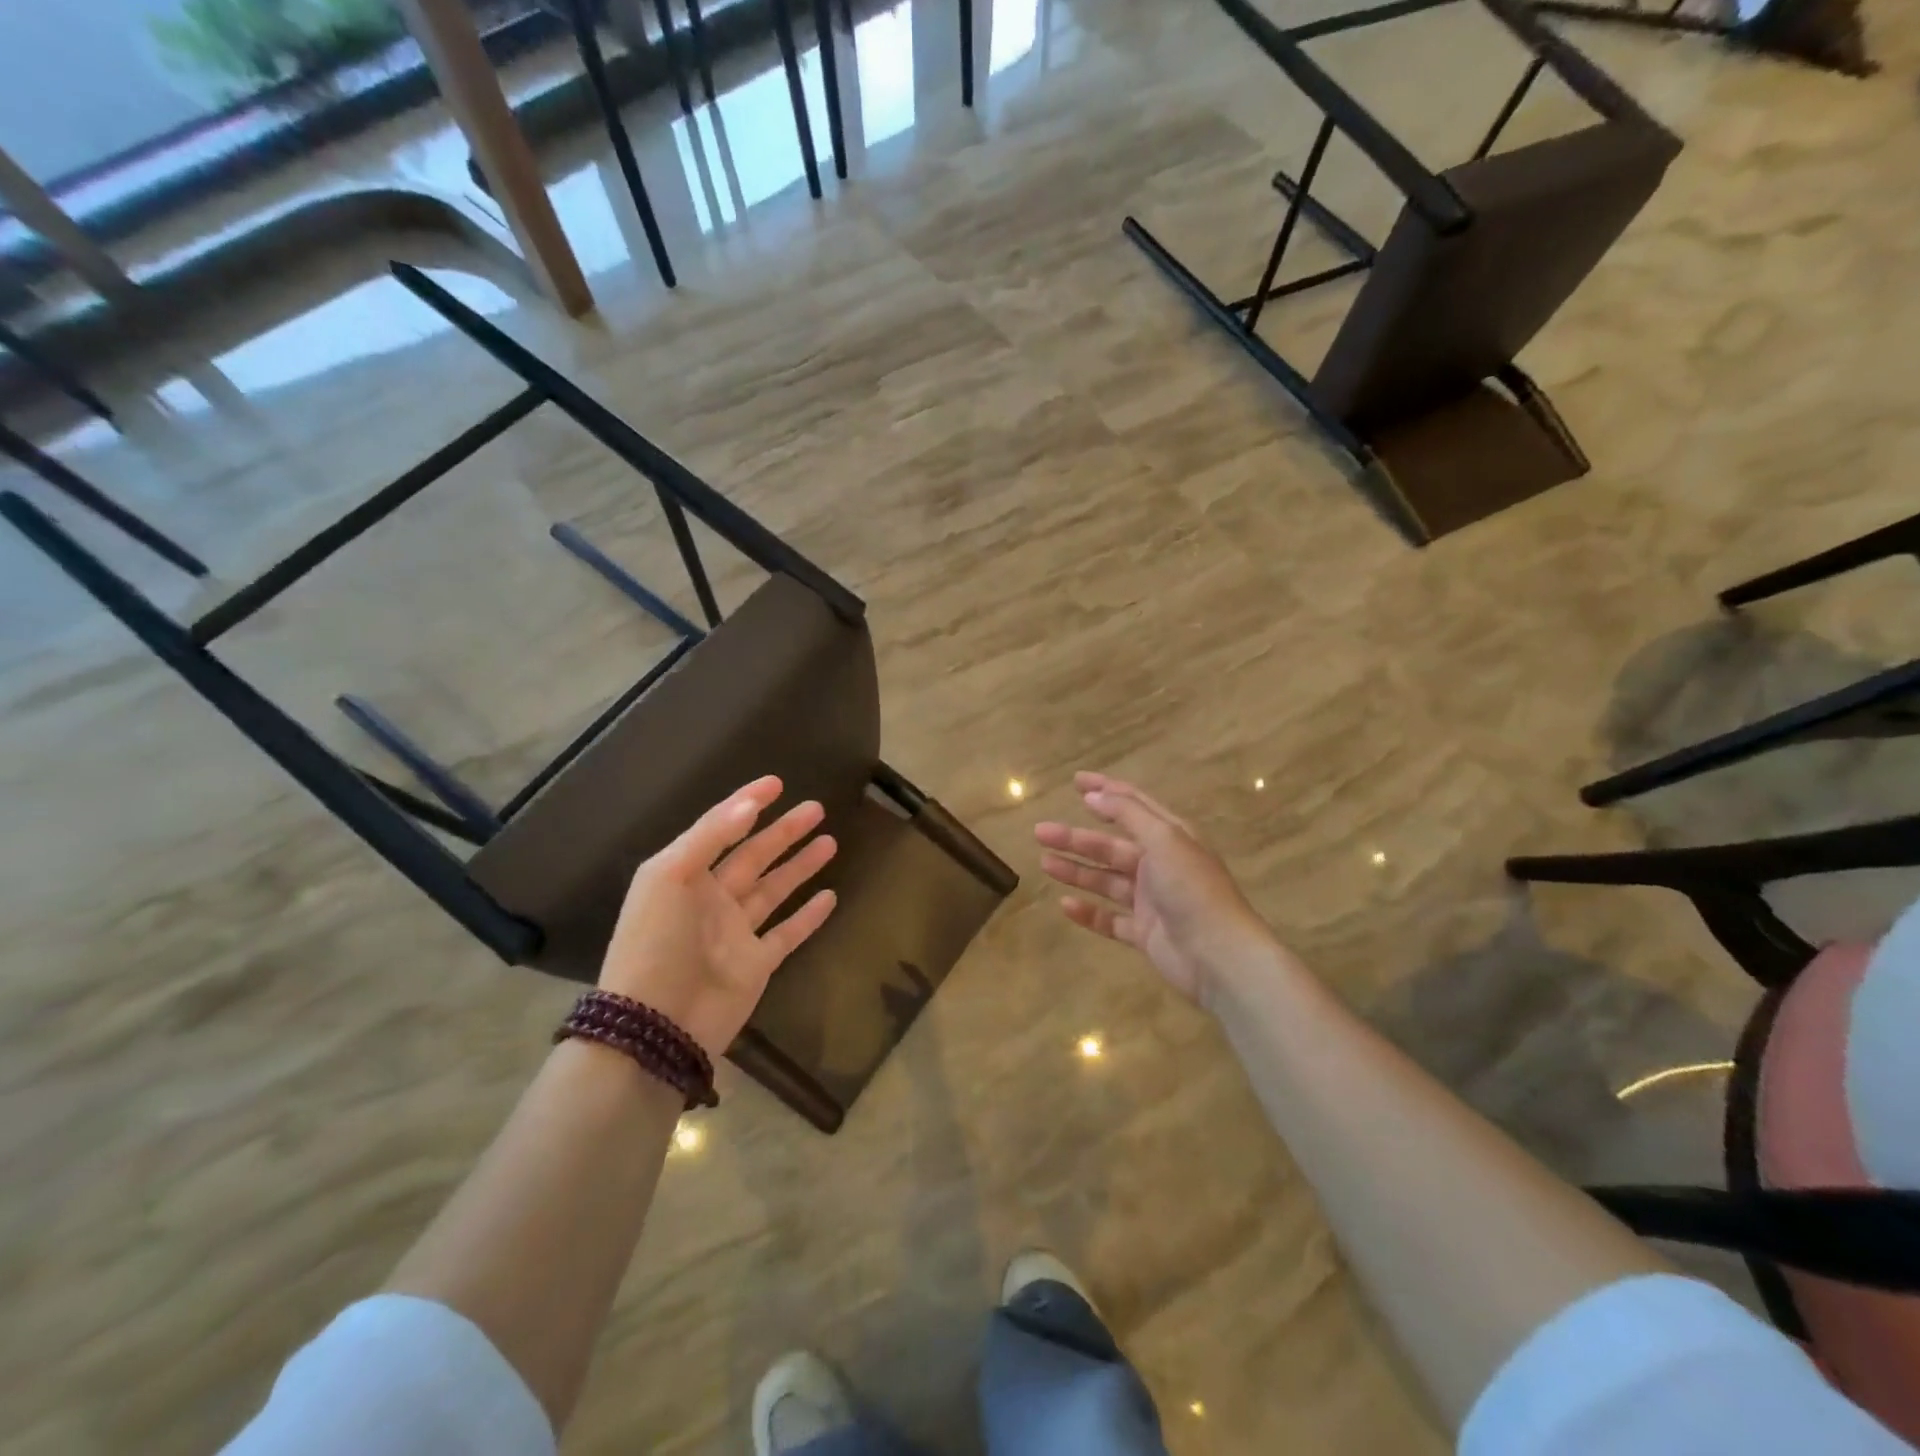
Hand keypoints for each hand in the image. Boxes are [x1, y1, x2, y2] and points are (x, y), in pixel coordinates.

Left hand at [599, 776, 836, 1058]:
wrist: (655, 1024)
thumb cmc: (656, 942)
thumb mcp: (669, 876)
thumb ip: (710, 837)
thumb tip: (748, 805)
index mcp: (685, 875)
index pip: (721, 829)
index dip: (746, 804)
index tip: (777, 783)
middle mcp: (712, 899)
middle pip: (754, 856)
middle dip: (784, 831)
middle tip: (817, 808)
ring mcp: (736, 933)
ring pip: (775, 890)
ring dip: (800, 865)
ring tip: (830, 841)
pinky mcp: (757, 964)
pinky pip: (788, 933)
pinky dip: (808, 916)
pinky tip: (830, 895)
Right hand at [1035, 771, 1281, 1007]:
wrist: (1218, 956)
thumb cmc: (1192, 889)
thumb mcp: (1163, 839)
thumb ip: (1127, 814)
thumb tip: (1094, 795)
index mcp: (1171, 836)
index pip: (1133, 805)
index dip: (1105, 791)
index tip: (1075, 782)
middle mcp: (1160, 864)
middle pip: (1111, 845)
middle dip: (1076, 837)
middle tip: (1041, 832)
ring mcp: (1152, 901)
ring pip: (1106, 881)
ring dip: (1076, 870)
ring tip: (1044, 863)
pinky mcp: (1145, 934)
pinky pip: (1110, 919)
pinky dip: (1089, 912)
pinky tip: (1065, 905)